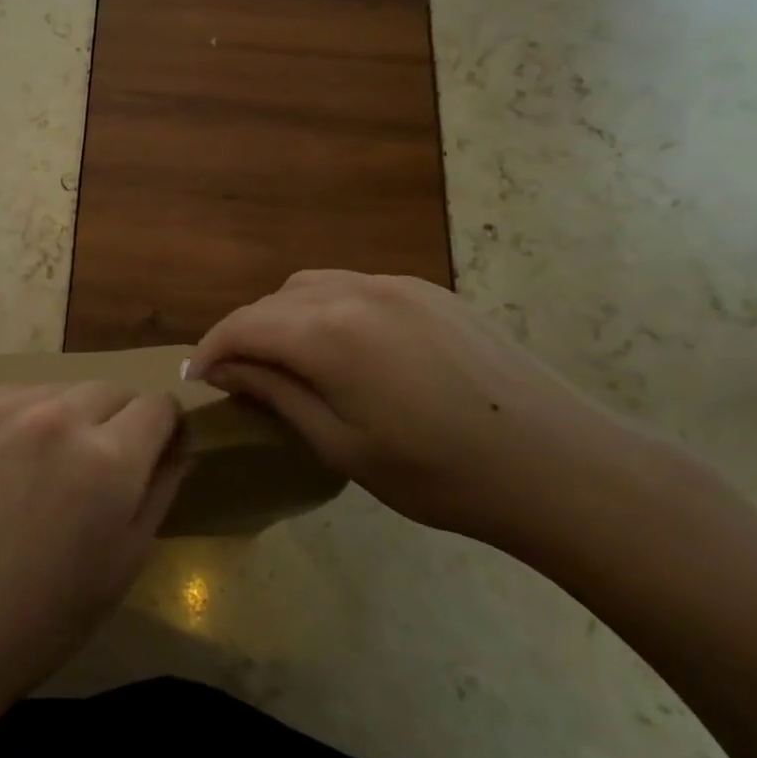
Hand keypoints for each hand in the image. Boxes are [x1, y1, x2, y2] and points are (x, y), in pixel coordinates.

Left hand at [0, 381, 186, 725]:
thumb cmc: (45, 614)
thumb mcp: (126, 560)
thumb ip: (162, 487)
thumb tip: (181, 443)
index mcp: (108, 459)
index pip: (158, 404)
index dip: (164, 426)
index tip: (155, 447)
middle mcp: (59, 417)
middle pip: (112, 389)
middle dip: (118, 421)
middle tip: (97, 468)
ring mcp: (5, 408)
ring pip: (62, 390)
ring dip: (69, 418)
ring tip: (47, 469)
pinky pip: (16, 396)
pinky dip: (25, 420)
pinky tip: (8, 465)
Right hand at [188, 271, 634, 547]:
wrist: (557, 464)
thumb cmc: (439, 473)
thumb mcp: (342, 445)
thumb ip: (277, 394)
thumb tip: (230, 369)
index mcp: (328, 332)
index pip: (244, 325)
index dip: (212, 349)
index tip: (199, 379)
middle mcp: (355, 291)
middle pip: (275, 300)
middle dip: (248, 332)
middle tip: (244, 378)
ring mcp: (397, 284)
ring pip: (314, 286)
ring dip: (288, 317)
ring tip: (292, 361)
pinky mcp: (429, 291)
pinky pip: (357, 287)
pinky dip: (329, 309)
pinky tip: (348, 349)